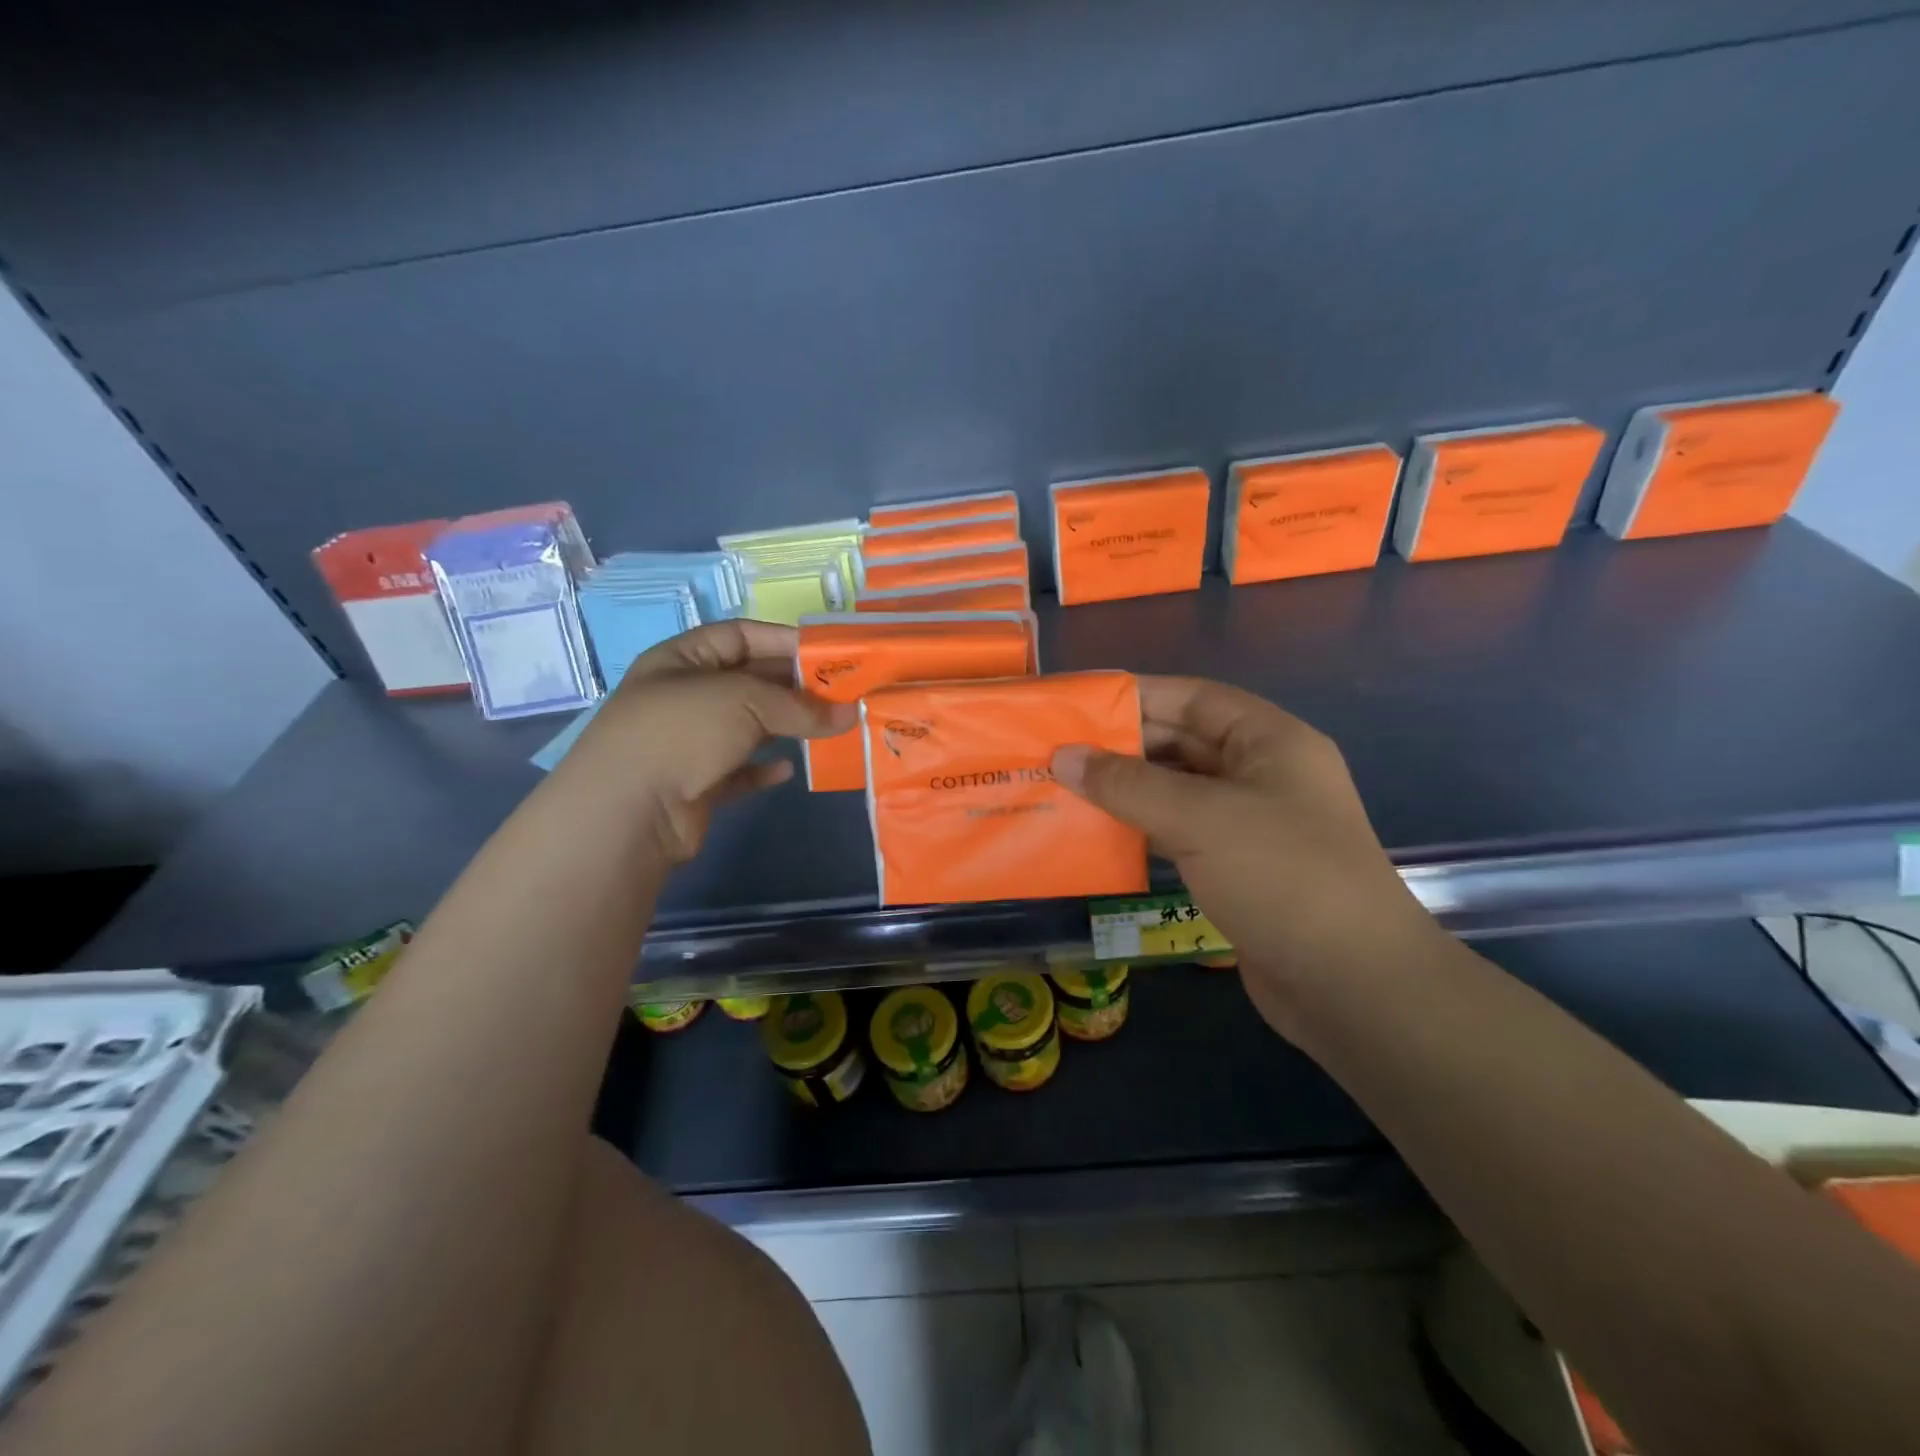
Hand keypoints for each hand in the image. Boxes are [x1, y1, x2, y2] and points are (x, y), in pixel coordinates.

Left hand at [559, 621, 852, 862]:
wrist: (627, 812)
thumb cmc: (682, 732)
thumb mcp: (745, 702)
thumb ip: (800, 707)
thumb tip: (850, 715)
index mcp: (683, 659)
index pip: (739, 635)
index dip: (783, 640)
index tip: (828, 654)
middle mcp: (683, 695)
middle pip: (748, 681)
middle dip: (793, 687)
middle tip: (841, 694)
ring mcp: (687, 742)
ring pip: (746, 727)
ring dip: (784, 728)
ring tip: (827, 729)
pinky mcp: (695, 784)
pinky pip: (737, 769)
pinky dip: (762, 768)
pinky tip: (787, 770)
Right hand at [1051, 676, 1441, 1031]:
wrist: (1352, 985)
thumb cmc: (1282, 876)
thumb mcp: (1201, 818)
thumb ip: (1128, 784)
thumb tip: (1063, 756)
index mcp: (1270, 742)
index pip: (1195, 699)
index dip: (1139, 696)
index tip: (1082, 703)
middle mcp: (1262, 775)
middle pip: (1184, 744)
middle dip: (1124, 747)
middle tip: (1059, 751)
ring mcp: (1251, 825)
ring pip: (1177, 792)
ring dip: (1127, 791)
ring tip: (1065, 789)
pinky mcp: (1237, 869)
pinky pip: (1179, 834)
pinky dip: (1141, 830)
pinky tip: (1097, 834)